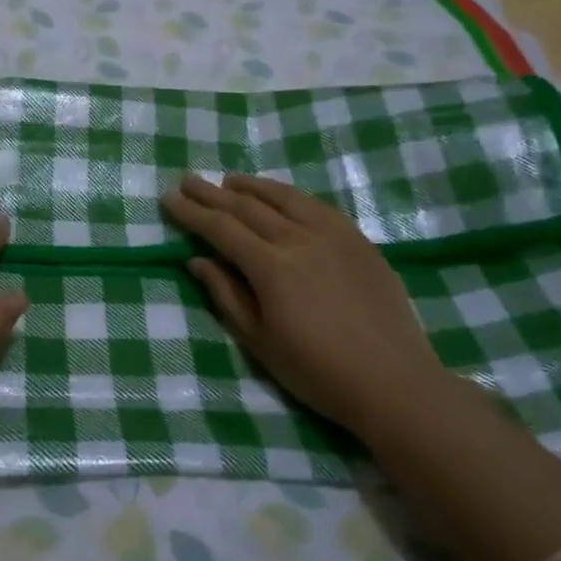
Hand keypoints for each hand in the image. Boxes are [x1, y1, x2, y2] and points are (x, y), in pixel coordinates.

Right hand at [161, 173, 447, 431]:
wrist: (392, 380)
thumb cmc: (317, 371)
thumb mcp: (259, 341)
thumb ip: (227, 295)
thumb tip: (198, 261)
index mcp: (271, 267)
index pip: (221, 229)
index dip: (192, 212)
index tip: (168, 198)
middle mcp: (299, 239)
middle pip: (247, 207)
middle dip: (212, 192)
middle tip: (188, 179)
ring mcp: (333, 234)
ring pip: (283, 197)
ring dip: (251, 186)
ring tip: (228, 180)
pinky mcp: (358, 239)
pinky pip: (316, 205)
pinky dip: (289, 194)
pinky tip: (279, 196)